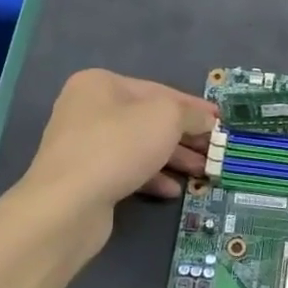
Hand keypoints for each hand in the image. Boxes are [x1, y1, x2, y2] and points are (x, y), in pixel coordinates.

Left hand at [22, 69, 216, 219]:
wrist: (67, 204)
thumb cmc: (119, 146)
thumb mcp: (166, 118)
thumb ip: (190, 114)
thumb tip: (206, 120)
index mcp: (100, 84)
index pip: (159, 90)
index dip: (193, 107)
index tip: (220, 121)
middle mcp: (88, 109)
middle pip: (148, 120)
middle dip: (185, 136)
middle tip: (214, 151)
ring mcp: (84, 145)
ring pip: (139, 147)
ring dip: (173, 159)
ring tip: (202, 172)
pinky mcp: (85, 177)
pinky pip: (125, 170)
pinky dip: (150, 177)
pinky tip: (172, 190)